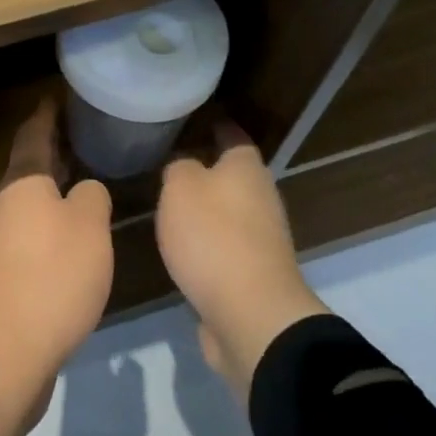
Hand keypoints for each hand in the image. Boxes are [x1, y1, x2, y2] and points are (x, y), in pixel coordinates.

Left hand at [0, 96, 113, 383]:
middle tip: (82, 133)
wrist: (4, 349)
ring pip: (31, 199)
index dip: (47, 113)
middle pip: (31, 165)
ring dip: (54, 186)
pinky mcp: (6, 272)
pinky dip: (53, 219)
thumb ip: (91, 197)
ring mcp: (1, 239)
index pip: (34, 133)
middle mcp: (7, 203)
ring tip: (84, 178)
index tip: (58, 95)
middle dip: (53, 148)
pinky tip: (74, 233)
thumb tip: (83, 191)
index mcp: (23, 181)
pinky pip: (33, 230)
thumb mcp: (88, 227)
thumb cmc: (51, 275)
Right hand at [155, 122, 328, 401]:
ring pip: (231, 211)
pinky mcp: (255, 274)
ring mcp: (262, 239)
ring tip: (173, 204)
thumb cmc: (213, 237)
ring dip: (208, 208)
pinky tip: (185, 245)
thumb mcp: (180, 187)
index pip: (233, 136)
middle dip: (210, 168)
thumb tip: (185, 168)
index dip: (217, 126)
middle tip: (174, 163)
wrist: (250, 316)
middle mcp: (261, 198)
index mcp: (247, 168)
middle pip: (235, 175)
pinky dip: (210, 241)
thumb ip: (179, 168)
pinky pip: (228, 245)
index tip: (198, 120)